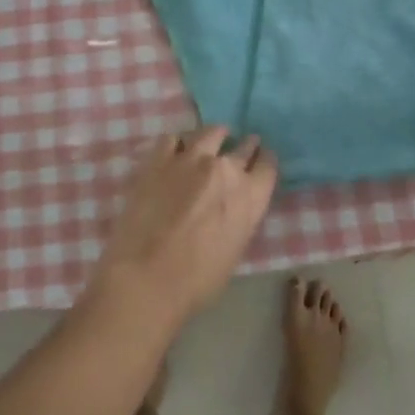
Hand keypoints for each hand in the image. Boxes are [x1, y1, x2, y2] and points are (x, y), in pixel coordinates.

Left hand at [85, 127, 278, 336]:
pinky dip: (177, 144)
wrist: (146, 278)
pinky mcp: (159, 159)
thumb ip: (239, 218)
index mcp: (249, 196)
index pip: (267, 166)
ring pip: (210, 133)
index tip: (262, 158)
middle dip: (246, 146)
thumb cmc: (196, 281)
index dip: (265, 161)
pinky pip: (172, 139)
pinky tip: (174, 151)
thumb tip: (233, 207)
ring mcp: (191, 158)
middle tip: (243, 145)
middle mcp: (225, 169)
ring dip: (215, 136)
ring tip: (212, 139)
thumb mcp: (234, 250)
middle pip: (243, 146)